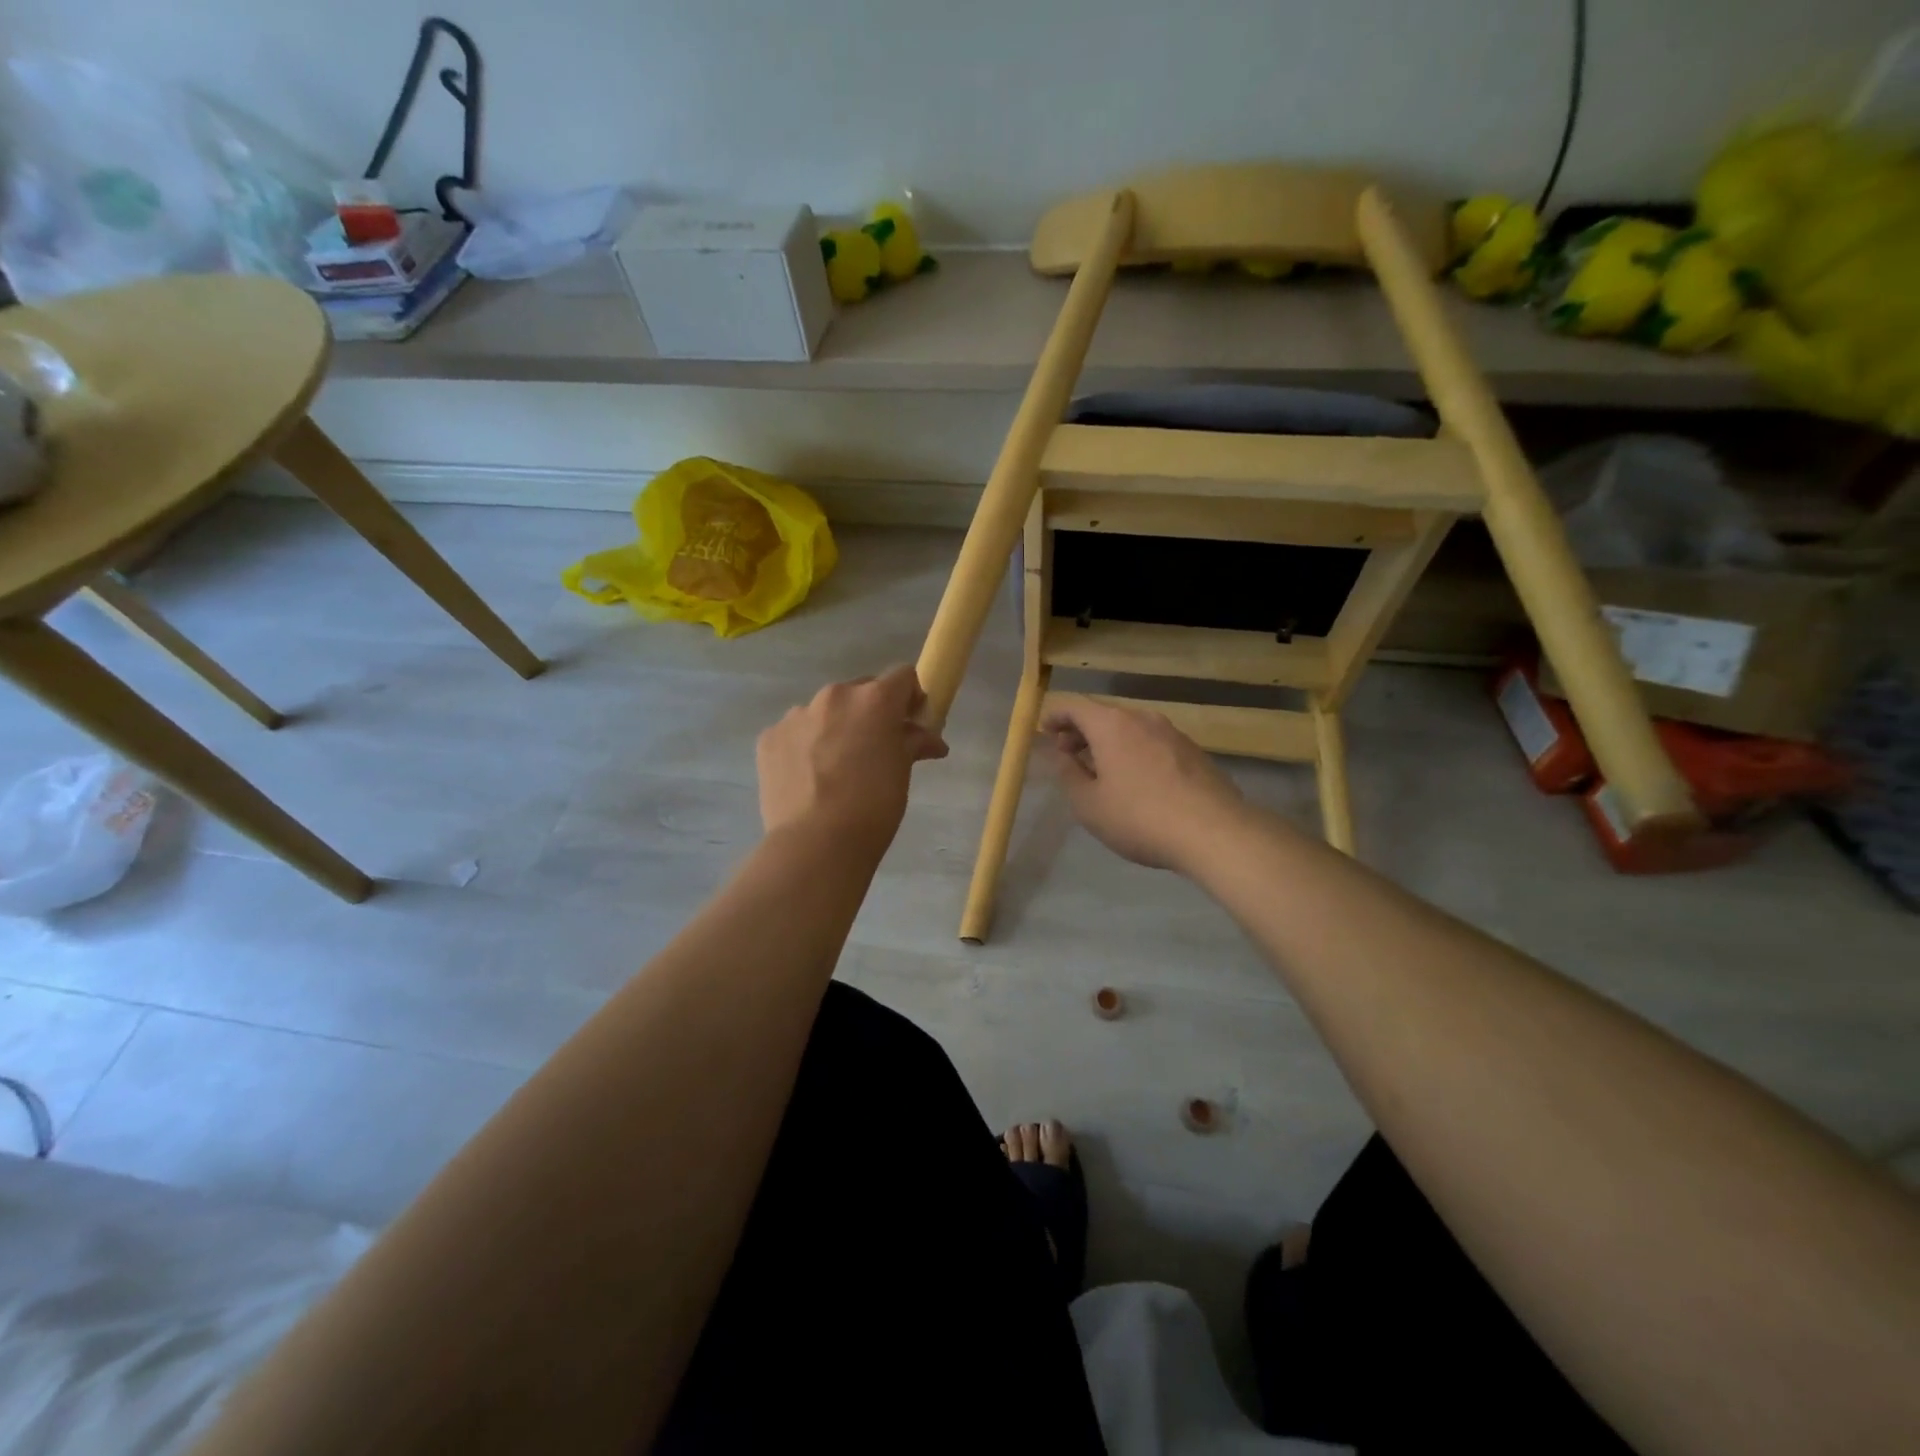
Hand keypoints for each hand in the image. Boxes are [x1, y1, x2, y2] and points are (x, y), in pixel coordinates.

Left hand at [757, 666, 947, 852]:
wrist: (817, 842)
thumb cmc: (874, 806)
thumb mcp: (902, 772)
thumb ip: (913, 743)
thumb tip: (930, 740)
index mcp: (874, 699)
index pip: (902, 676)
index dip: (911, 698)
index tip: (911, 724)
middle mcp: (834, 696)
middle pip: (861, 691)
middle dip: (871, 713)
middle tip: (874, 749)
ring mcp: (797, 715)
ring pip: (824, 712)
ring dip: (835, 729)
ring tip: (836, 769)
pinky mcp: (769, 737)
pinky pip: (795, 733)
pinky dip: (805, 747)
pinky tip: (809, 778)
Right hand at [1041, 696, 1247, 872]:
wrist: (1213, 832)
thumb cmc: (1139, 817)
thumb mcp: (1089, 805)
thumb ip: (1068, 775)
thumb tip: (1061, 756)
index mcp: (1111, 725)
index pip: (1074, 706)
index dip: (1055, 715)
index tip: (1044, 731)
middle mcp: (1142, 719)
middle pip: (1104, 715)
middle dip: (1081, 730)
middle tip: (1067, 752)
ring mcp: (1172, 733)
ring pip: (1130, 728)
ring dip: (1109, 742)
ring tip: (1100, 768)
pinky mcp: (1193, 752)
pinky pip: (1153, 743)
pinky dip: (1134, 751)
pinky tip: (1136, 780)